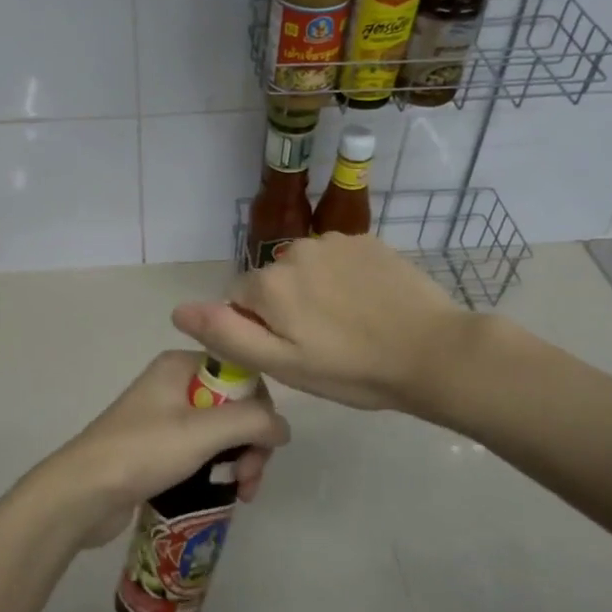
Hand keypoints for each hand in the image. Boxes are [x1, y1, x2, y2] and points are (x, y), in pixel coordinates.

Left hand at [18, 350, 289, 550]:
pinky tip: (226, 493)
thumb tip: (284, 428)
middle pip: (234, 406)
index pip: (242, 375)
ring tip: (241, 493)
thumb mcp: (204, 431)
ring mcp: (163, 418)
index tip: (263, 447)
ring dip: (238, 460)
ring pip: (220, 433)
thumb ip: (253, 422)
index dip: (260, 410)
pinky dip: (218, 470)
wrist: (82, 493)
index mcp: (180, 366)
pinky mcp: (157, 449)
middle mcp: (173, 385)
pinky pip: (201, 452)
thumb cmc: (143, 452)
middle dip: (251, 443)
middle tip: (248, 478)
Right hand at [172, 233, 469, 411]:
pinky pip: (337, 259)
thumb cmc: (352, 370)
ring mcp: (335, 241)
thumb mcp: (282, 365)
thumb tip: (178, 309)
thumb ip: (227, 334)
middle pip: (272, 282)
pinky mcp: (367, 241)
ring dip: (314, 291)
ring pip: (305, 269)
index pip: (239, 300)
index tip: (291, 352)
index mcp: (270, 284)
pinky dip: (343, 278)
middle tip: (321, 344)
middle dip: (285, 308)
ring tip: (348, 325)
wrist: (433, 352)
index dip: (259, 329)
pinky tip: (369, 304)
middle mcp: (295, 250)